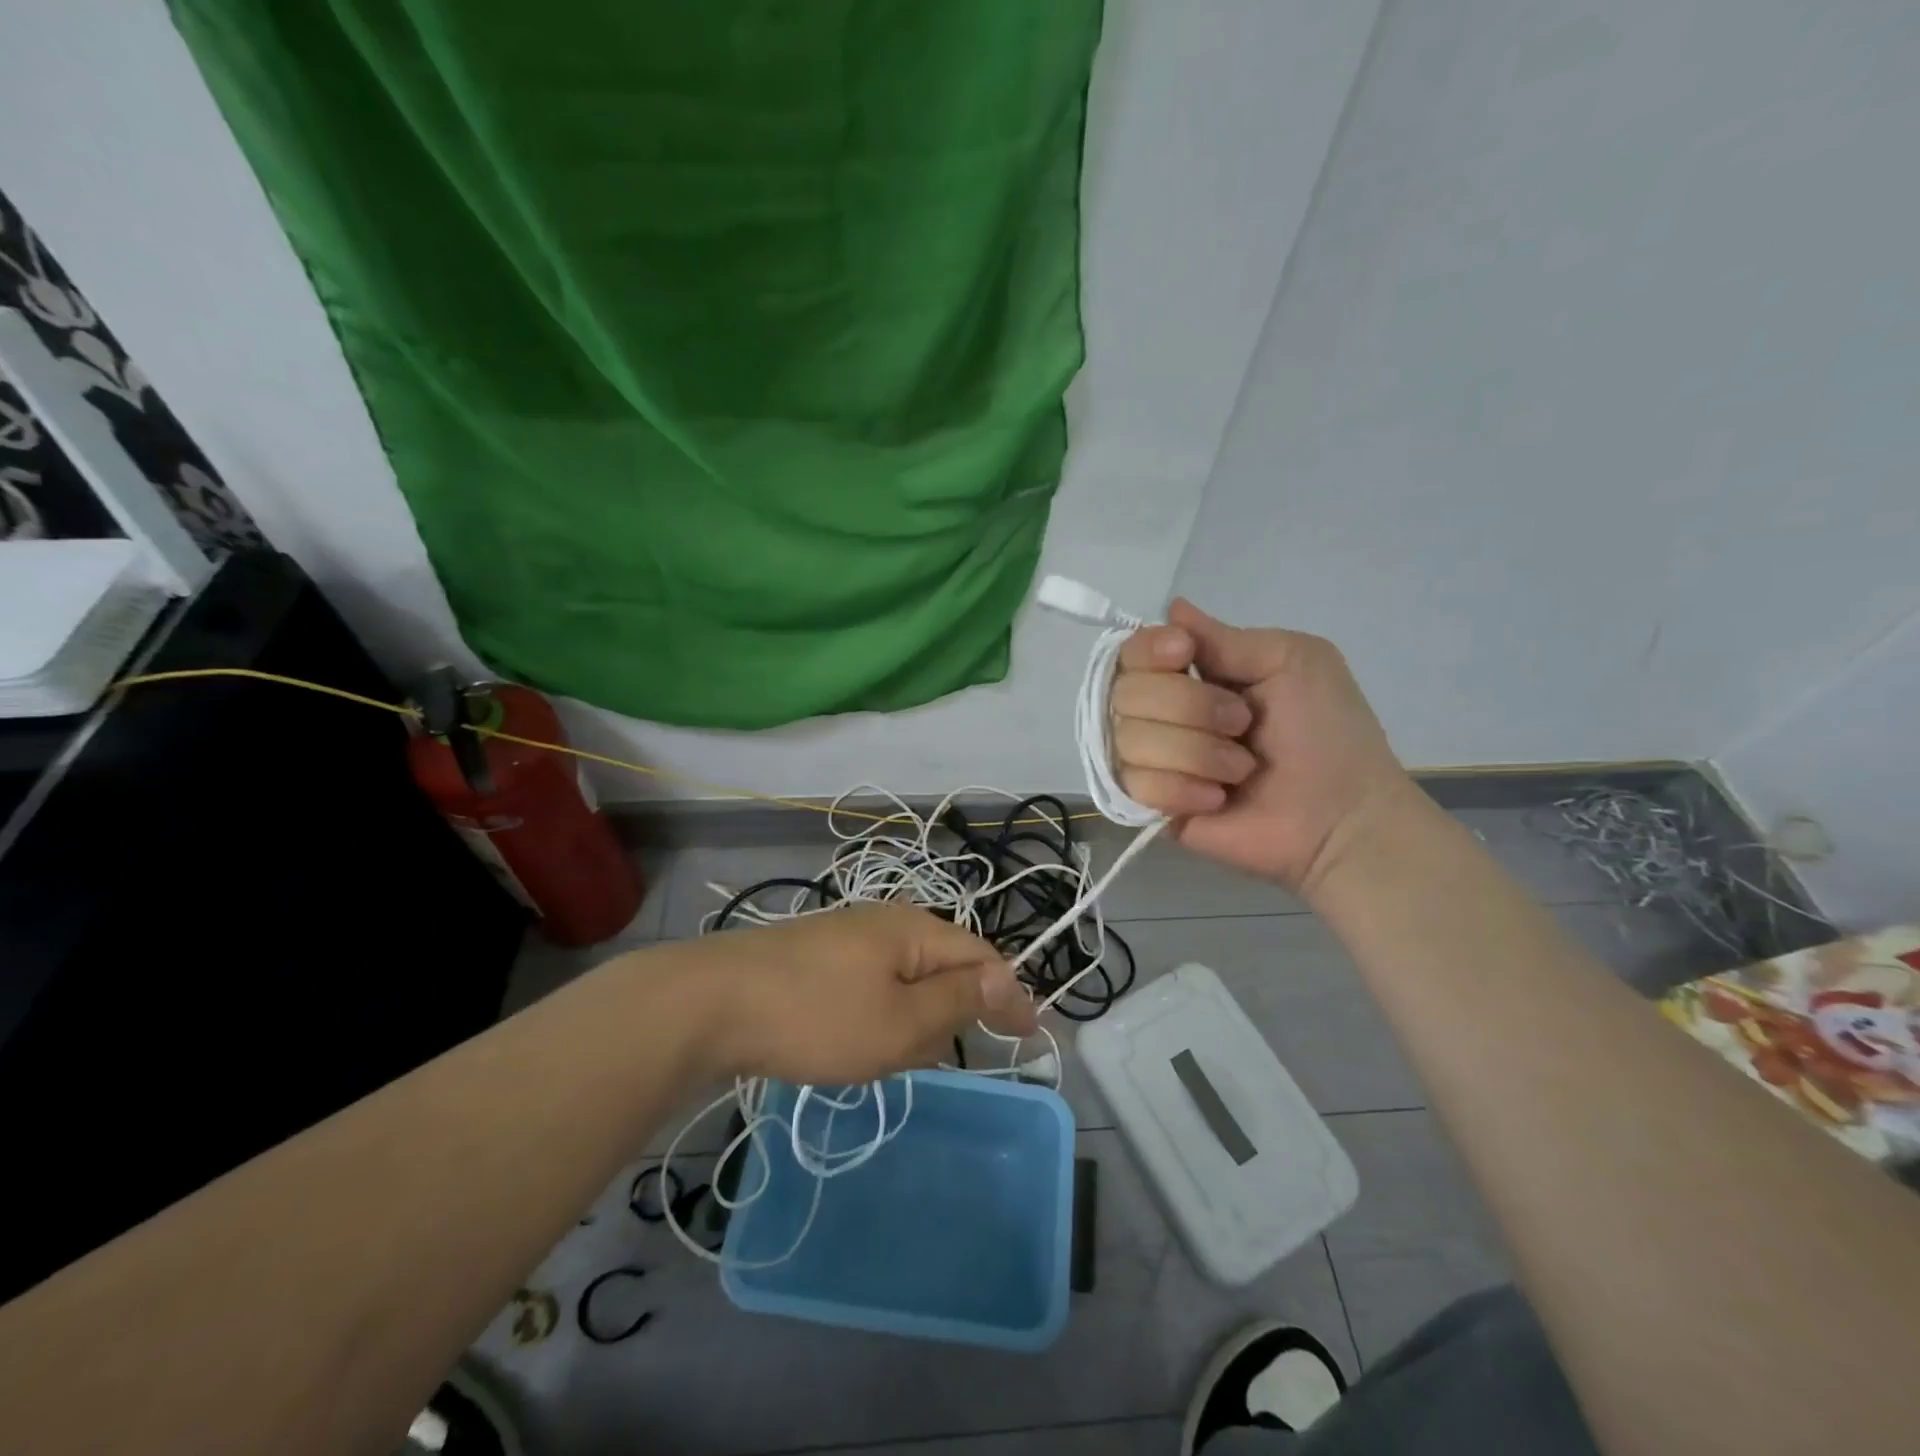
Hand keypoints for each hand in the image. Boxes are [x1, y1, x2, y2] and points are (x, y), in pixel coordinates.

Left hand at [668, 903, 1036, 1084]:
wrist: (711, 1004)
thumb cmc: (817, 1016)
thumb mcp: (901, 1022)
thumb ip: (958, 1002)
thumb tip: (1008, 979)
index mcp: (914, 930)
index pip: (981, 958)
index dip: (1008, 996)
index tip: (1030, 1038)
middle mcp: (886, 923)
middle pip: (943, 969)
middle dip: (947, 1015)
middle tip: (924, 1055)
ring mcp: (848, 939)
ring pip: (904, 984)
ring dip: (908, 1023)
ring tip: (880, 1055)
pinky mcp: (818, 960)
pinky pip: (870, 989)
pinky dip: (875, 1019)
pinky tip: (850, 1043)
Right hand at [1112, 599, 1415, 893]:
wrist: (1340, 817)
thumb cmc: (1326, 733)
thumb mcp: (1291, 660)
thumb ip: (1225, 637)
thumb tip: (1172, 606)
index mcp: (1191, 674)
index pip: (1131, 652)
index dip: (1149, 651)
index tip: (1187, 655)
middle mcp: (1160, 713)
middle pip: (1126, 693)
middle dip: (1190, 707)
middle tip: (1243, 725)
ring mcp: (1151, 761)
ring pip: (1129, 740)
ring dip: (1196, 753)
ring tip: (1240, 770)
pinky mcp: (1150, 807)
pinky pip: (1135, 785)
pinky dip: (1184, 789)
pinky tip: (1218, 799)